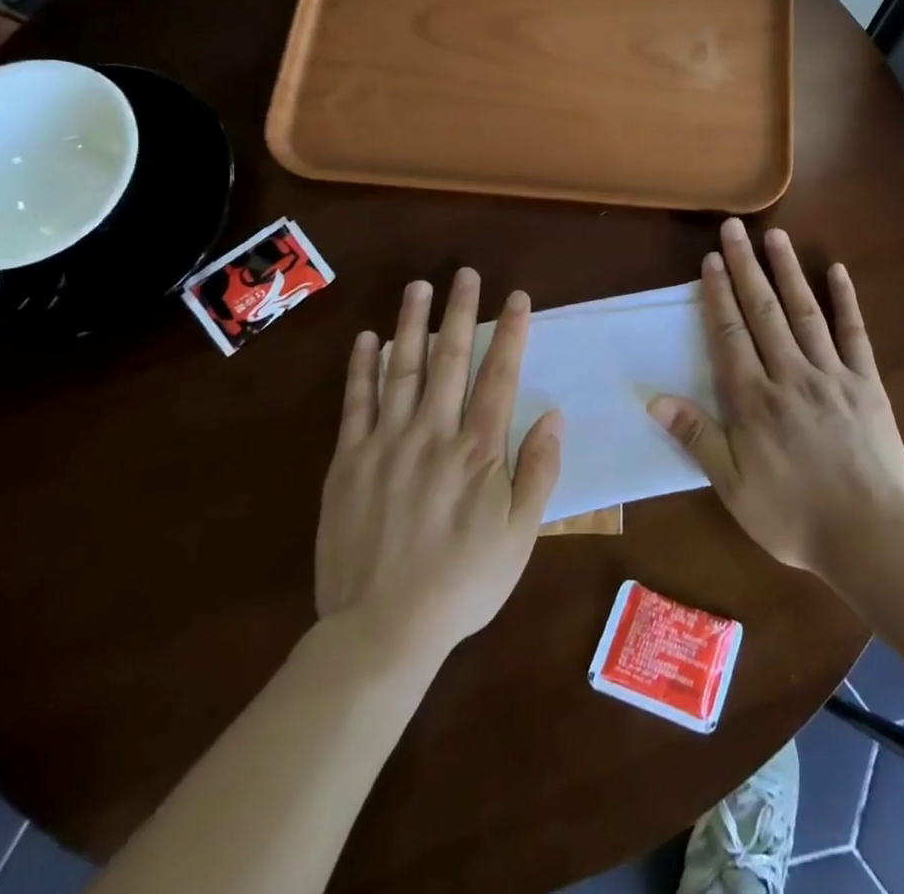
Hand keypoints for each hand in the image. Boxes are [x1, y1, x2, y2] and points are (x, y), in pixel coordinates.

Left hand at [315, 269, 562, 662]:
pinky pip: (356, 403)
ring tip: (419, 286)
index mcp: (478, 450)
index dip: (510, 332)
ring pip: (401, 369)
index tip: (516, 297)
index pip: (499, 375)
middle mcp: (433, 433)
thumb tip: (555, 416)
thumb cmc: (462, 583)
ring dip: (412, 324)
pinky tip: (368, 339)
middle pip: (449, 359)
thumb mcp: (519, 536)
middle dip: (460, 312)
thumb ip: (538, 472)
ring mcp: (386, 443)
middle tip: (465, 274)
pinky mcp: (348, 461)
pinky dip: (362, 368)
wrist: (381, 629)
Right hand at [648, 218, 903, 576]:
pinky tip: (837, 271)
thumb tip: (654, 399)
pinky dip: (846, 301)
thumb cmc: (792, 515)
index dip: (718, 295)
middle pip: (763, 311)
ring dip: (788, 271)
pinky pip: (854, 334)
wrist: (868, 534)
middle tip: (734, 227)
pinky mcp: (866, 382)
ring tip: (775, 235)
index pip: (729, 335)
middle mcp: (789, 375)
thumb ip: (697, 438)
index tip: (710, 260)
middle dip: (746, 267)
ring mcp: (831, 374)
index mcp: (753, 400)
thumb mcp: (733, 487)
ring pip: (804, 312)